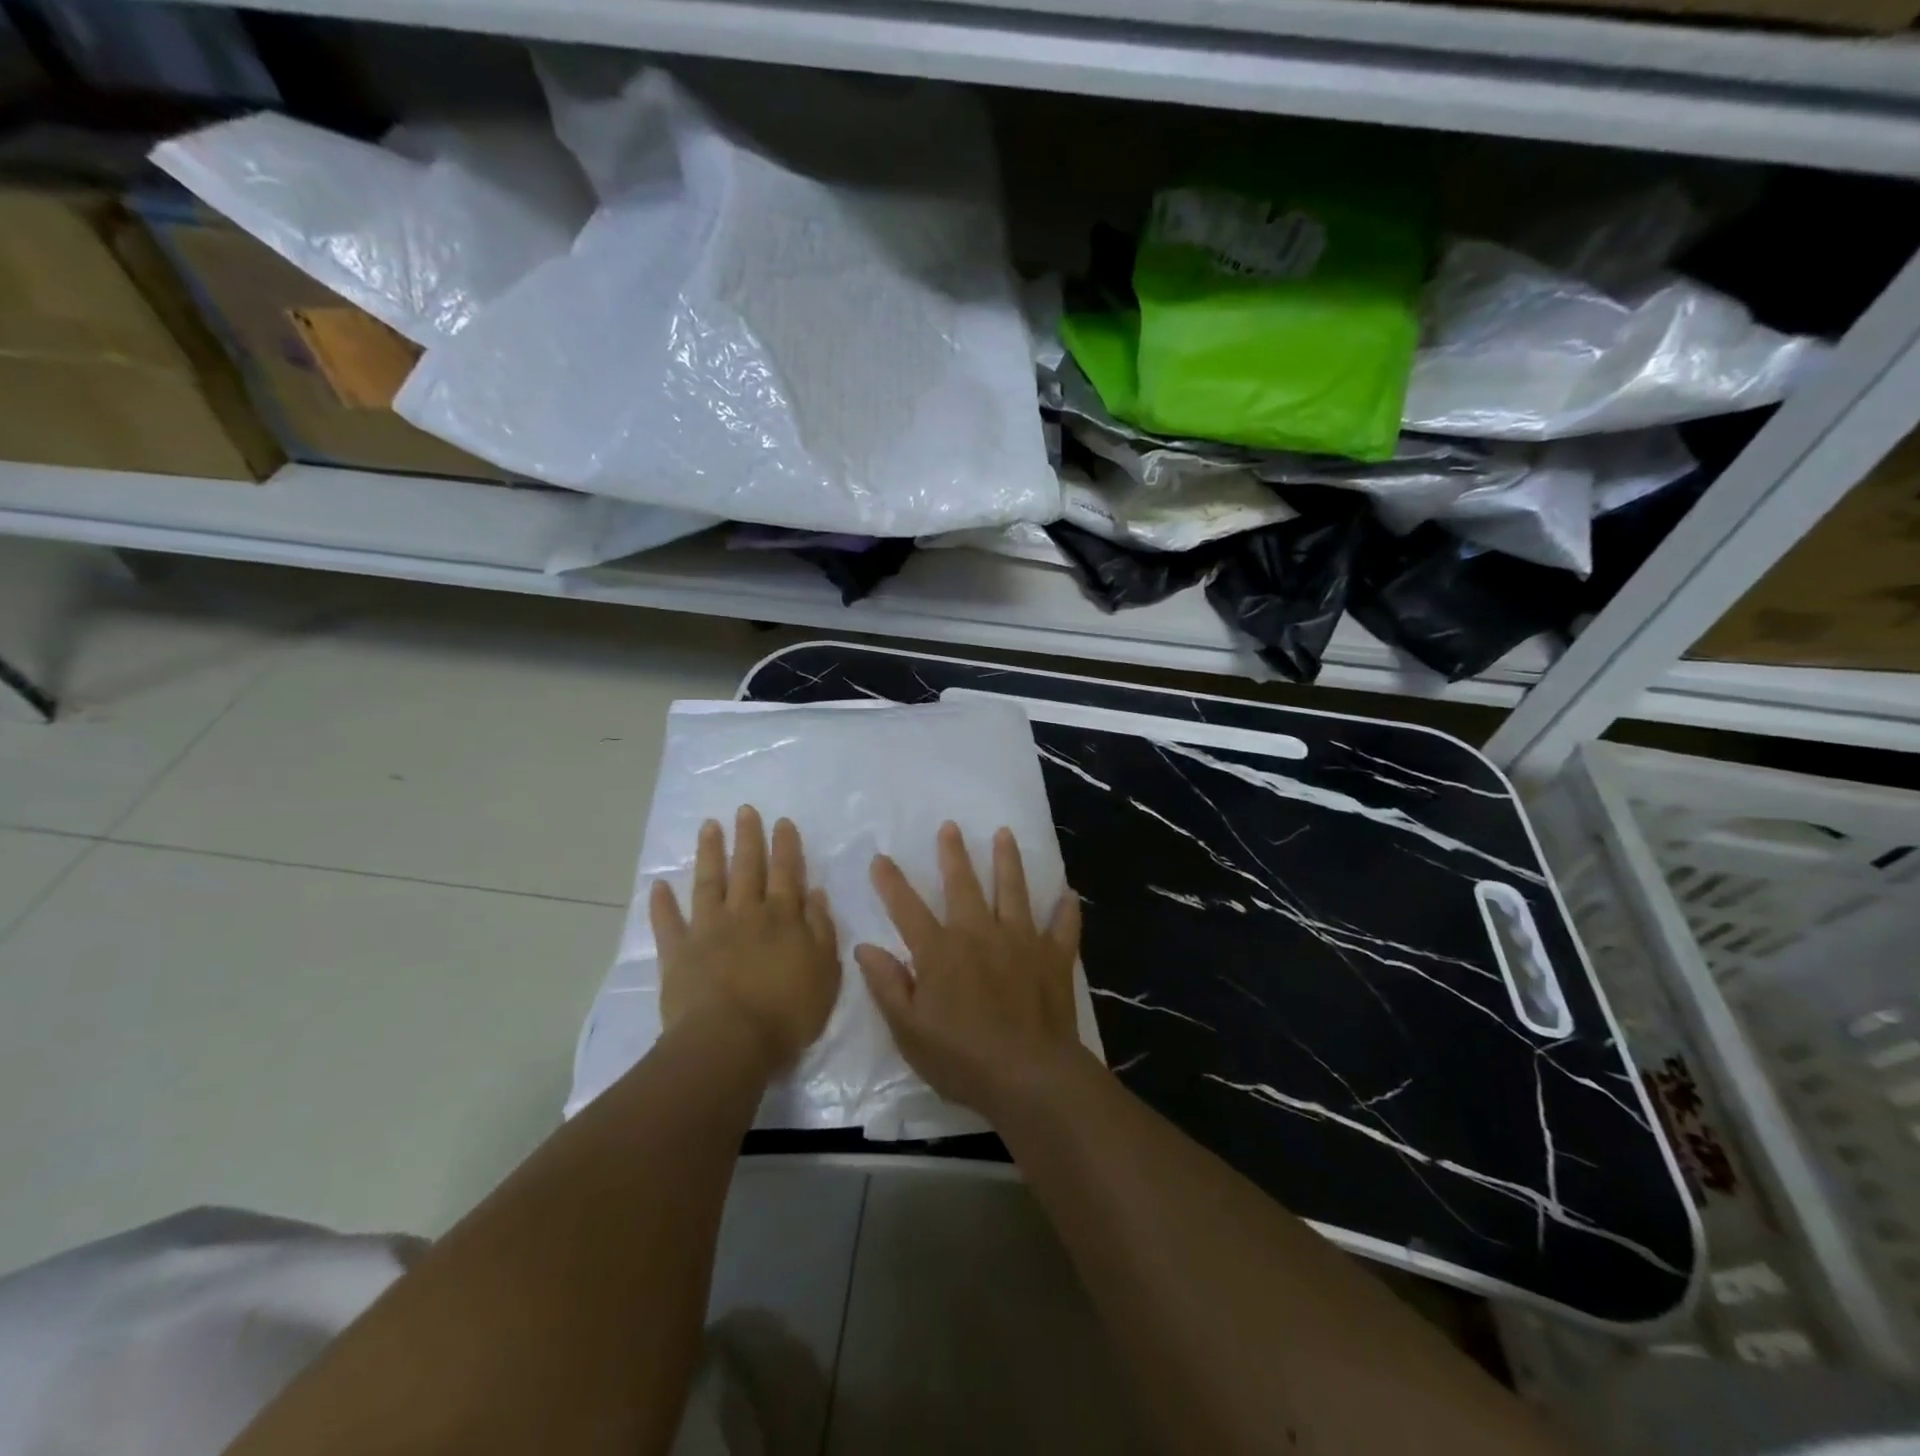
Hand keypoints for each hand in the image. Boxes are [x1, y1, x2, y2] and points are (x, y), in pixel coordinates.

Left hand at [651, 806, 839, 1072]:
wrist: (731, 1042)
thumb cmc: (788, 1011)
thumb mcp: (824, 970)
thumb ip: (821, 928)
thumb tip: (815, 892)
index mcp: (782, 917)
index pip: (786, 872)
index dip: (785, 846)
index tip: (782, 821)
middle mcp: (745, 914)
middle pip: (747, 868)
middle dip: (748, 837)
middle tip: (744, 810)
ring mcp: (708, 930)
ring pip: (709, 883)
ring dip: (710, 853)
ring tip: (709, 826)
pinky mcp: (678, 953)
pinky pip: (668, 923)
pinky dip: (662, 904)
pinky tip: (658, 884)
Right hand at [855, 822, 1084, 1120]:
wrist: (1029, 1076)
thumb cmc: (962, 1058)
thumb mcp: (909, 1030)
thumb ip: (888, 985)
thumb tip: (865, 947)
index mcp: (941, 951)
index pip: (907, 908)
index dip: (891, 882)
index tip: (881, 857)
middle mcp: (980, 934)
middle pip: (964, 885)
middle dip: (953, 854)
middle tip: (950, 826)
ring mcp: (1021, 941)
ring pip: (1013, 891)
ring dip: (1007, 861)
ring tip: (1005, 834)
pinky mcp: (1053, 957)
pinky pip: (1063, 927)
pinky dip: (1067, 910)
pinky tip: (1069, 894)